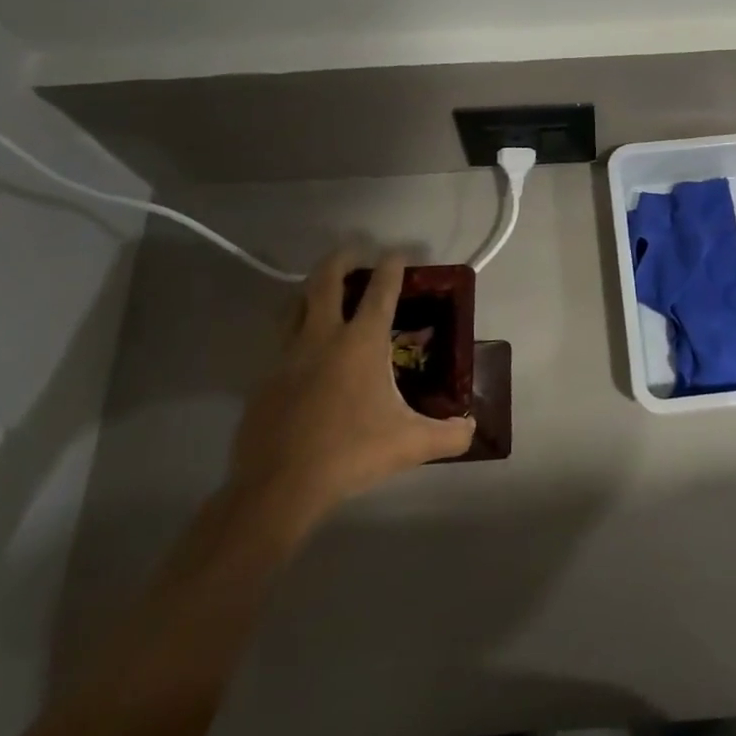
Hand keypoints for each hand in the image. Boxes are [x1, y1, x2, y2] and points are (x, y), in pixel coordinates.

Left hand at [226, 251, 474, 550]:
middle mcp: (322, 338)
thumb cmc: (351, 453)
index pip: (381, 291)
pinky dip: (296, 334)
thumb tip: (471, 428)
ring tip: (323, 291)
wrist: (280, 485)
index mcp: (361, 343)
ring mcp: (286, 357)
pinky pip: (281, 344)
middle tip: (354, 250)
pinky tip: (306, 356)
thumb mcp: (411, 445)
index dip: (393, 267)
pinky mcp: (264, 381)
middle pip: (326, 282)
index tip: (399, 252)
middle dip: (341, 259)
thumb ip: (449, 435)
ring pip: (294, 306)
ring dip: (311, 290)